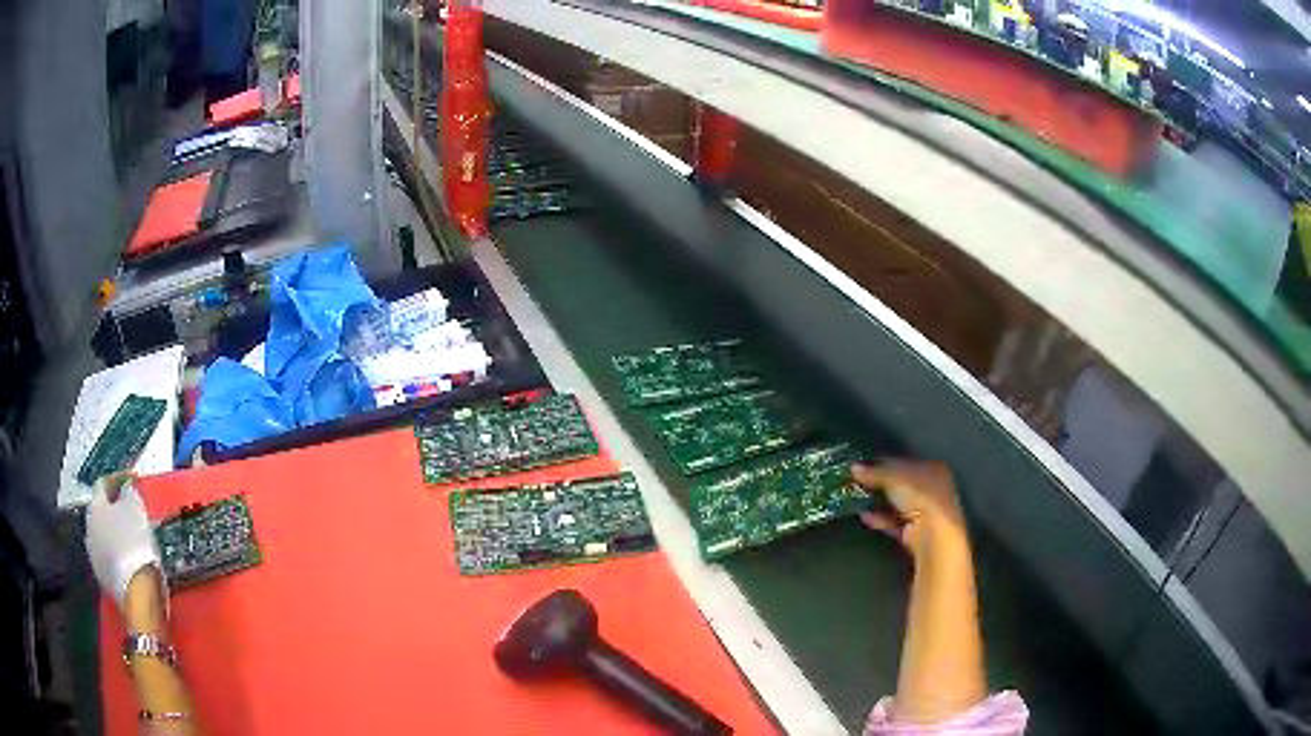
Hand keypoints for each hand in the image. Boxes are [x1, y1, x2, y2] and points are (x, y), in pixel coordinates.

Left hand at [85, 473, 163, 611]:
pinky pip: (110, 557)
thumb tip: (126, 491)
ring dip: (117, 533)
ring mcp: (94, 557)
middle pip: (101, 511)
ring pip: (104, 536)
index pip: (103, 483)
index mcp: (94, 507)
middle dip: (115, 508)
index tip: (134, 479)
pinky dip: (119, 553)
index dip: (119, 478)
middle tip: (133, 507)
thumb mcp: (136, 510)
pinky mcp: (104, 580)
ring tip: (134, 535)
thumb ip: (129, 495)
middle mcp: (89, 528)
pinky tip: (132, 558)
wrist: (137, 594)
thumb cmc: (135, 543)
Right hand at [851, 460, 966, 559]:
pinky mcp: (916, 533)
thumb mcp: (894, 477)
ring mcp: (925, 512)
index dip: (882, 463)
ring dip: (878, 502)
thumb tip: (854, 468)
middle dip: (879, 484)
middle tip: (856, 483)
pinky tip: (864, 517)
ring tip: (856, 500)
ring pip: (898, 504)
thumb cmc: (920, 496)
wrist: (933, 536)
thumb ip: (875, 472)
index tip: (861, 466)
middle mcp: (932, 488)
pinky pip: (895, 523)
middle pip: (901, 483)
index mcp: (933, 468)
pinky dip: (881, 520)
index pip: (904, 462)